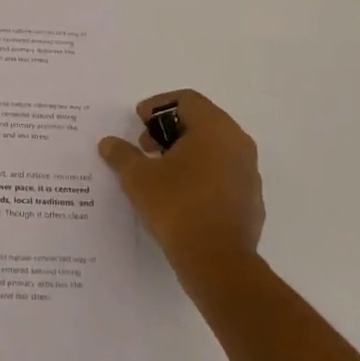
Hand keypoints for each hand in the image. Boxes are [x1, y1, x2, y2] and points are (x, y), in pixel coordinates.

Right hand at [99, 90, 264, 289]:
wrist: (218, 261)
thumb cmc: (177, 207)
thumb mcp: (138, 178)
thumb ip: (122, 155)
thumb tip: (109, 143)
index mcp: (214, 128)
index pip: (187, 99)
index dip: (158, 106)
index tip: (138, 122)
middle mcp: (238, 142)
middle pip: (202, 120)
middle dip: (170, 129)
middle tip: (145, 147)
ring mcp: (248, 171)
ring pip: (214, 148)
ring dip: (186, 152)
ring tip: (160, 172)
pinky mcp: (251, 198)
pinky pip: (223, 173)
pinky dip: (201, 173)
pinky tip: (181, 195)